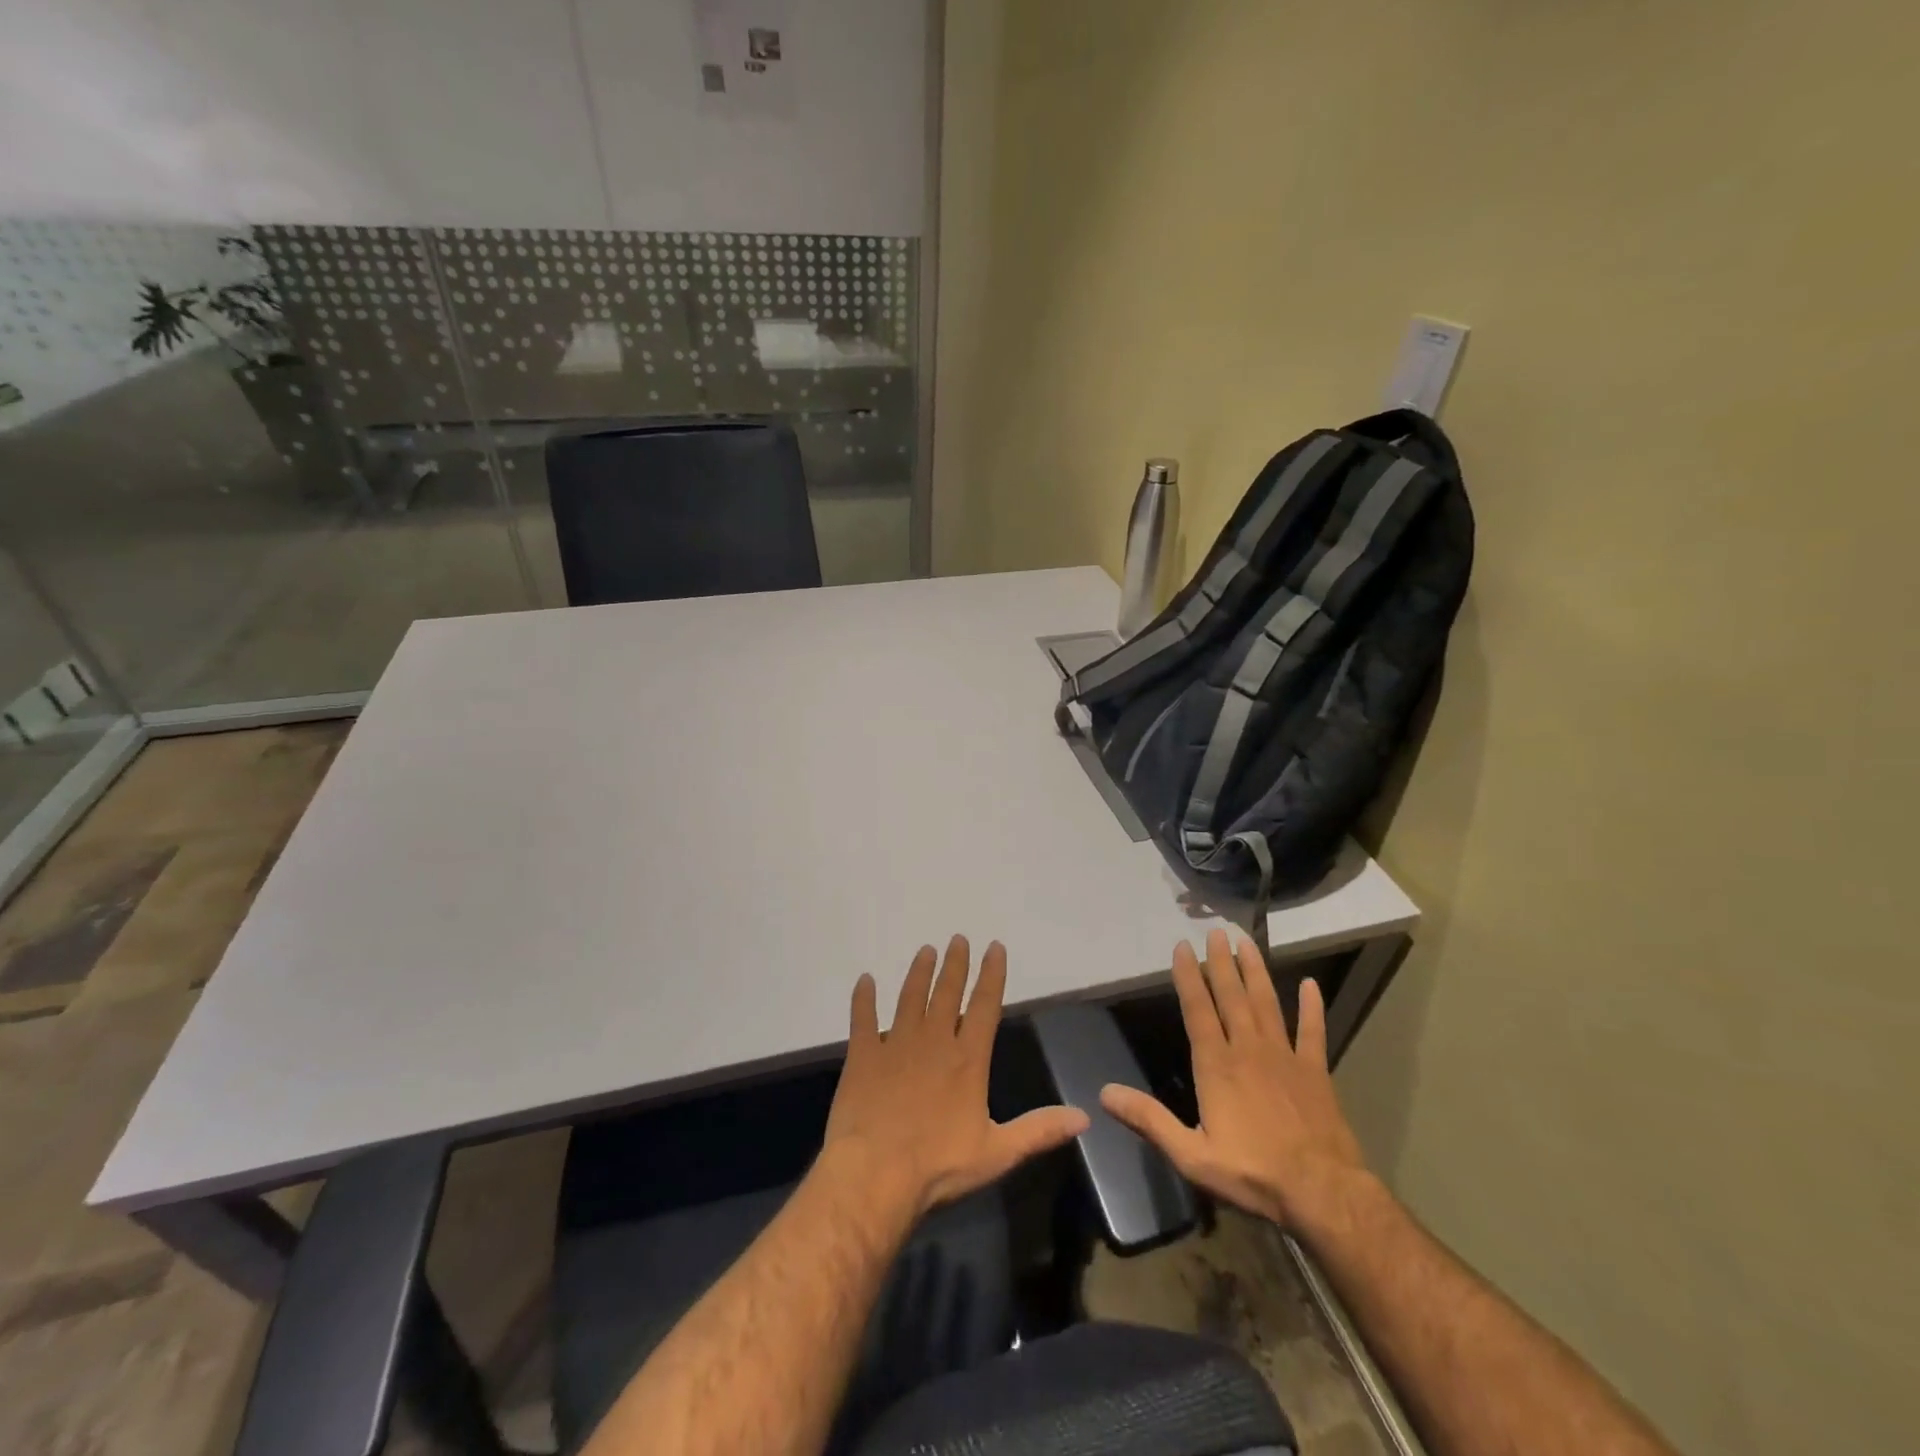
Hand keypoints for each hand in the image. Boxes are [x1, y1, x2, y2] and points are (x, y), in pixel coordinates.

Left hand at [824, 936, 1089, 1218]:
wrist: (875, 1174)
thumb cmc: (939, 1166)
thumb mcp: (998, 1153)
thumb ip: (1039, 1130)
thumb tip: (1084, 1117)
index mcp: (968, 1059)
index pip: (984, 1005)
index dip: (992, 975)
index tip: (994, 947)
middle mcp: (933, 1041)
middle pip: (947, 992)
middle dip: (955, 964)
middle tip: (957, 938)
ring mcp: (895, 1044)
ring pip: (909, 997)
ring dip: (919, 973)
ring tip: (925, 951)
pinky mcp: (862, 1055)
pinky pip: (862, 1018)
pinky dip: (863, 998)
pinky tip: (865, 980)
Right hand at [1100, 928, 1368, 1229]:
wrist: (1323, 1194)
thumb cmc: (1252, 1174)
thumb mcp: (1191, 1155)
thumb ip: (1149, 1120)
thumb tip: (1104, 1092)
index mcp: (1217, 1066)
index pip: (1197, 1010)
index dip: (1188, 977)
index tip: (1183, 947)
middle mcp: (1248, 1050)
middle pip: (1232, 997)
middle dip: (1221, 963)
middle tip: (1216, 932)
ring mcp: (1285, 1057)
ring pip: (1267, 1003)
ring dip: (1256, 971)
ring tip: (1247, 942)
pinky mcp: (1315, 1072)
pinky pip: (1313, 1031)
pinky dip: (1311, 1007)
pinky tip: (1310, 985)